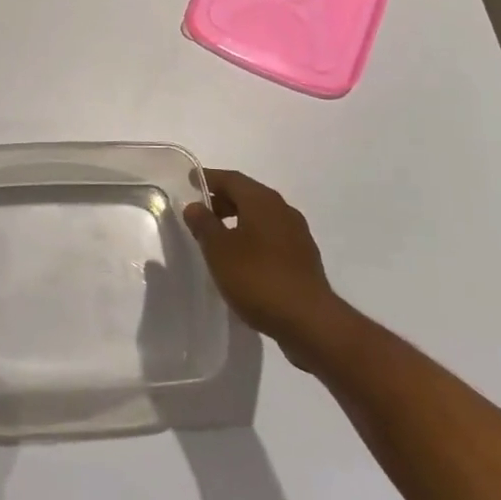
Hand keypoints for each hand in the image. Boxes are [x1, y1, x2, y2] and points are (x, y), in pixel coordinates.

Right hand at [184, 170, 343, 366]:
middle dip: (223, 200)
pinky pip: (272, 236)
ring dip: (239, 220)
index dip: (209, 178)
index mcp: (262, 201)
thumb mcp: (219, 250)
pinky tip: (243, 259)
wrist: (309, 321)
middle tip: (201, 212)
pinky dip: (253, 238)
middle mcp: (283, 209)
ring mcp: (297, 234)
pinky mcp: (304, 258)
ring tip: (219, 238)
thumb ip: (204, 224)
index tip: (190, 180)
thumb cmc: (257, 278)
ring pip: (261, 216)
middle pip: (248, 195)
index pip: (231, 179)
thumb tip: (195, 205)